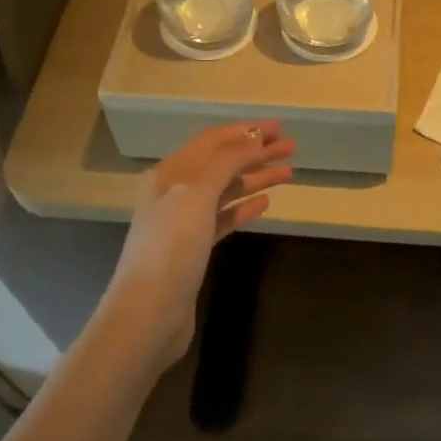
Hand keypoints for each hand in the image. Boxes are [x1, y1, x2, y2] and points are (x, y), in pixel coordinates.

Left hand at [99, 121, 294, 369]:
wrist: (148, 313)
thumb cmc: (171, 248)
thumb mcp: (196, 194)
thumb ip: (226, 162)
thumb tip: (254, 138)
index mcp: (171, 173)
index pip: (213, 142)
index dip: (246, 131)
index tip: (280, 127)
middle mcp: (175, 192)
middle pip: (222, 164)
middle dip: (255, 152)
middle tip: (291, 147)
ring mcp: (185, 222)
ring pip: (225, 190)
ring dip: (255, 178)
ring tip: (288, 172)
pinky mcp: (194, 249)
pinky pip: (223, 218)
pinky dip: (244, 207)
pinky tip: (265, 203)